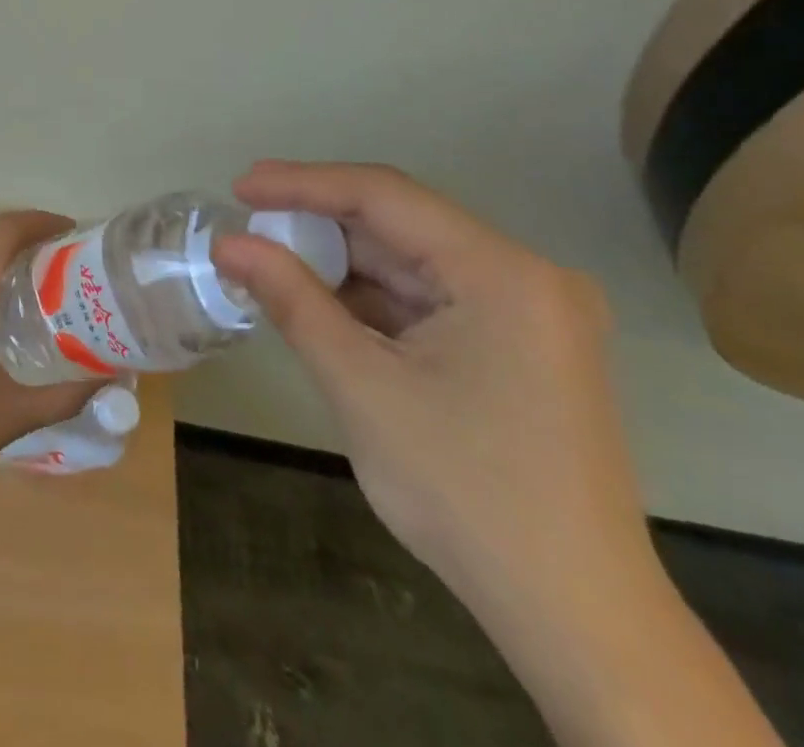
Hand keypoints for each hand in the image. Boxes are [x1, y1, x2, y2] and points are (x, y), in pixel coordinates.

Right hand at [212, 161, 652, 612]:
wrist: (575, 619)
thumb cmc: (465, 493)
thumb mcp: (362, 386)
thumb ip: (292, 300)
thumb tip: (228, 245)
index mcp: (503, 273)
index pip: (385, 197)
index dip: (304, 184)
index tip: (240, 188)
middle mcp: (526, 277)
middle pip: (401, 226)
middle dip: (320, 224)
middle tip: (248, 223)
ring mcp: (528, 314)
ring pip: (412, 262)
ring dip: (342, 263)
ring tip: (271, 261)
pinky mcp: (519, 347)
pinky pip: (430, 299)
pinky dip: (372, 299)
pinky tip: (321, 302)